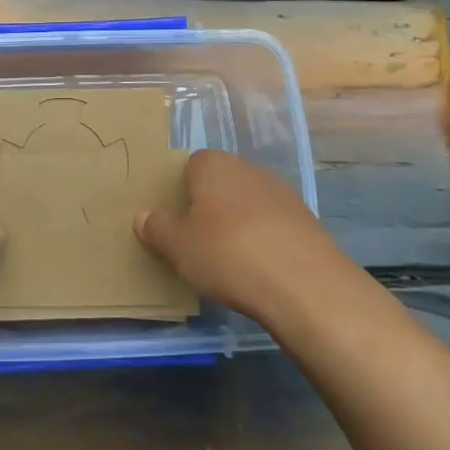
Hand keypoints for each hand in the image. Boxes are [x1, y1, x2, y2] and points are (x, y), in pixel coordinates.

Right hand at [135, 149, 345, 323]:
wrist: (305, 285)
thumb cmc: (228, 254)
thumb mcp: (178, 246)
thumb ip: (157, 228)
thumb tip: (143, 215)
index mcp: (213, 165)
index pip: (189, 166)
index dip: (180, 192)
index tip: (175, 222)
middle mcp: (248, 168)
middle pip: (220, 183)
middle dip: (209, 208)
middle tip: (196, 242)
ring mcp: (281, 193)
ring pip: (247, 204)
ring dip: (238, 225)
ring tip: (228, 262)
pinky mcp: (306, 221)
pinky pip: (272, 226)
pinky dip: (264, 242)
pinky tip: (259, 270)